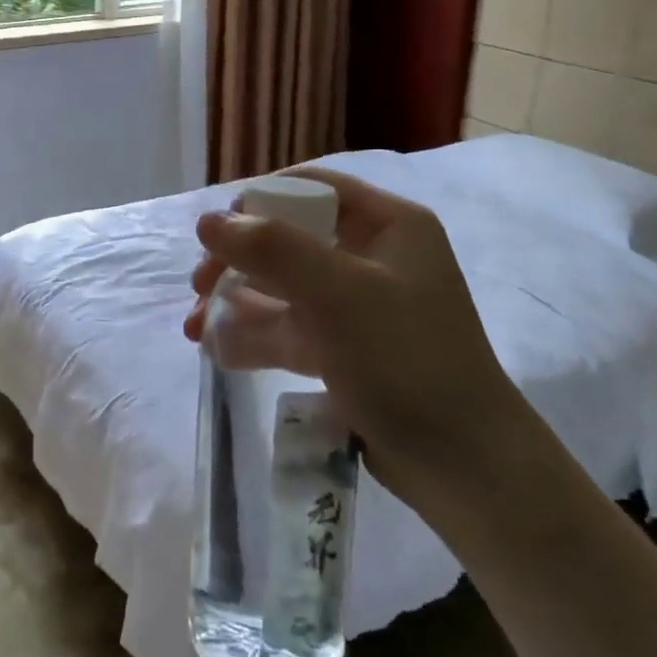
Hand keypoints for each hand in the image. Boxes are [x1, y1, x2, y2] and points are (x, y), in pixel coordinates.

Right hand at [184, 168, 524, 497]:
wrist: (463, 468)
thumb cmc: (406, 361)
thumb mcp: (337, 294)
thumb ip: (271, 249)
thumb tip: (207, 221)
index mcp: (389, 226)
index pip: (314, 188)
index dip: (261, 201)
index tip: (219, 231)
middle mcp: (372, 257)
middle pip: (289, 238)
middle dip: (238, 260)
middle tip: (199, 284)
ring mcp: (356, 307)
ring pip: (282, 287)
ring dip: (234, 301)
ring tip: (194, 327)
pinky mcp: (344, 350)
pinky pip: (288, 328)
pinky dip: (252, 334)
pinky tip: (214, 348)